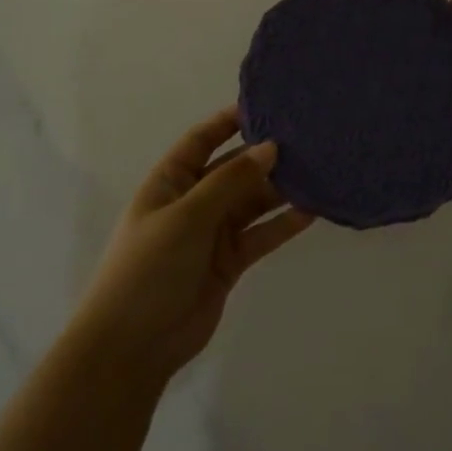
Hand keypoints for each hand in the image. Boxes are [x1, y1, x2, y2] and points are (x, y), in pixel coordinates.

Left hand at [80, 108, 313, 384]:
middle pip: (234, 170)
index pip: (201, 140)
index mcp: (170, 182)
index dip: (229, 121)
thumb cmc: (149, 268)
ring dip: (280, 189)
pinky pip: (261, 234)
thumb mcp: (187, 216)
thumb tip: (271, 147)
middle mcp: (192, 202)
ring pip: (252, 202)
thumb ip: (231, 181)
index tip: (267, 104)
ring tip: (319, 170)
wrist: (133, 346)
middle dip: (265, 155)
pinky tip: (313, 210)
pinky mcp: (229, 262)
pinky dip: (283, 224)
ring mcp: (211, 233)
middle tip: (308, 139)